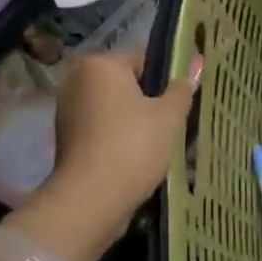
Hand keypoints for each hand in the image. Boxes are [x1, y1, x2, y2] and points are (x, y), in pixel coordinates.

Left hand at [52, 50, 199, 215]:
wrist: (90, 200)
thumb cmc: (133, 146)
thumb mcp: (169, 115)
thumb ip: (182, 88)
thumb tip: (196, 64)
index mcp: (100, 65)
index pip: (144, 60)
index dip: (169, 78)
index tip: (185, 100)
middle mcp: (77, 80)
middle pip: (127, 84)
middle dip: (150, 100)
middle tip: (174, 122)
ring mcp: (67, 111)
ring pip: (114, 108)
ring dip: (134, 120)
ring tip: (158, 142)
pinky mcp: (65, 139)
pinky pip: (101, 128)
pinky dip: (118, 137)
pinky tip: (137, 156)